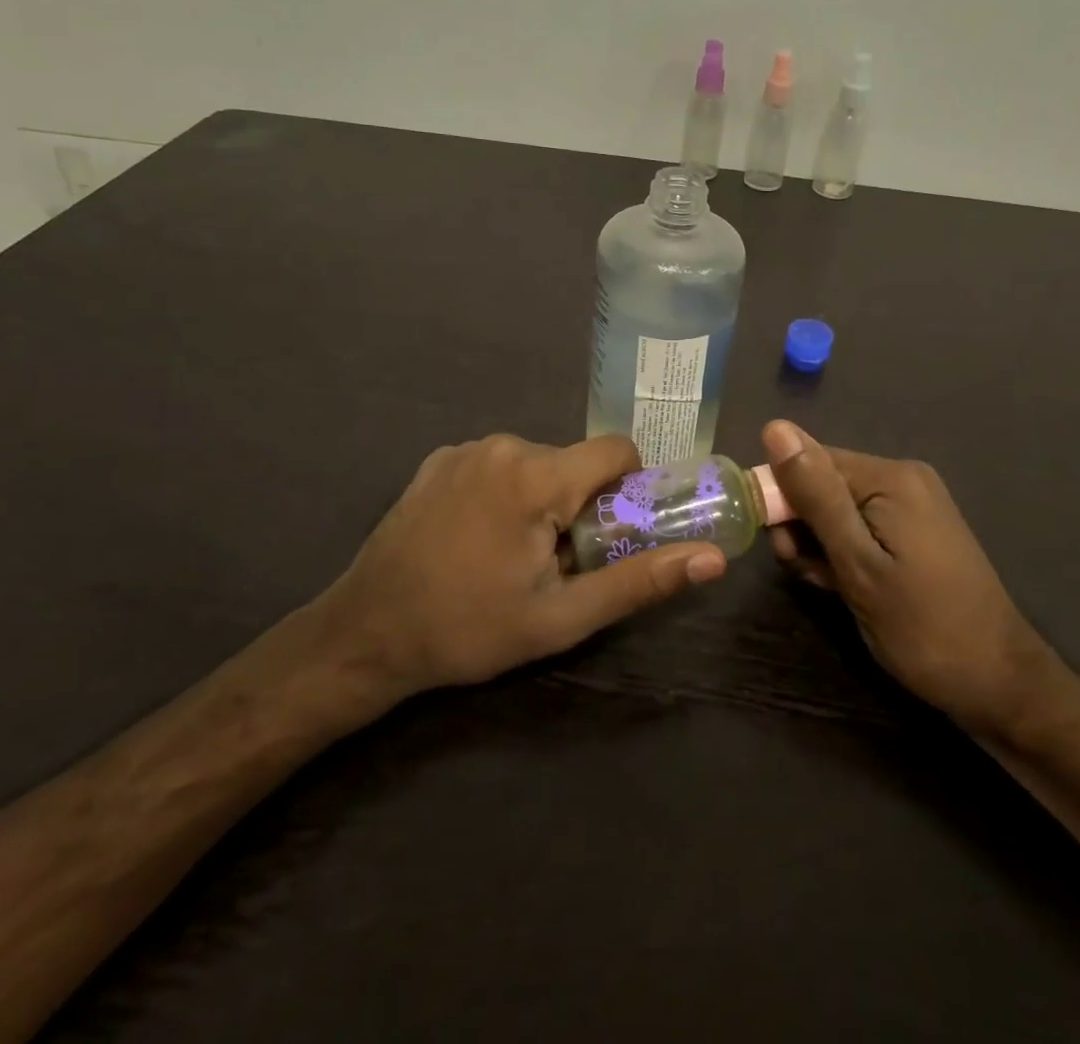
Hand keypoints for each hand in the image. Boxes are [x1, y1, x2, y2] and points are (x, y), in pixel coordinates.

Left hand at [314, 434, 725, 707]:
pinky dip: (505, 492)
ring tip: (511, 555)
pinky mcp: (438, 459)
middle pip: (574, 462)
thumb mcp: (563, 617)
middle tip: (556, 562)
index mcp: (536, 476)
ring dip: (542, 500)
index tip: (613, 531)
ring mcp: (464, 449)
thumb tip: (713, 559)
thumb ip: (640, 580)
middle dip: (580, 504)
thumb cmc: (470, 629)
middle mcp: (502, 445)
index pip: (616, 450)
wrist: (366, 634)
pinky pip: (497, 464)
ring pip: (536, 463)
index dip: (629, 487)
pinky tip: (476, 538)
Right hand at [762, 420, 1048, 737]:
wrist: (999, 685)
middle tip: (805, 572)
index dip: (782, 499)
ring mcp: (912, 505)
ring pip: (838, 509)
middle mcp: (902, 478)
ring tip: (828, 585)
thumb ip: (815, 496)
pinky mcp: (915, 531)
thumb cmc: (922, 628)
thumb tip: (775, 428)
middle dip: (802, 525)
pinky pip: (861, 525)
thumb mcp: (858, 564)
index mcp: (890, 477)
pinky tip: (844, 585)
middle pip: (824, 484)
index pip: (809, 460)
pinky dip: (845, 552)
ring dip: (820, 544)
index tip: (779, 547)